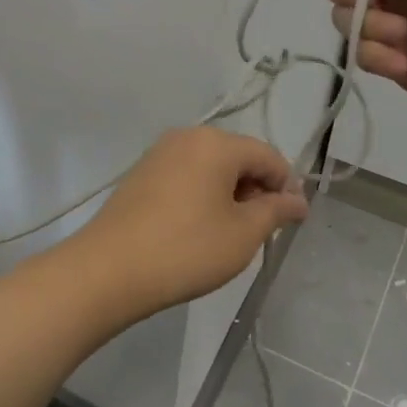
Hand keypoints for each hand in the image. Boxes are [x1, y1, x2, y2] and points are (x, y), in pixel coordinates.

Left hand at [67, 128, 308, 316]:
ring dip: (229, 194)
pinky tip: (199, 228)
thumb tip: (297, 200)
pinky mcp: (141, 173)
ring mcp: (159, 153)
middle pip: (238, 157)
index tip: (292, 221)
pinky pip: (186, 175)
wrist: (108, 270)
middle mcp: (187, 137)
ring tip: (231, 233)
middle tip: (261, 231)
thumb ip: (275, 211)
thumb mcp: (243, 234)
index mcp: (216, 143)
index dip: (287, 186)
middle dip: (257, 190)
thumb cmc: (186, 249)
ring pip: (211, 167)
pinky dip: (202, 195)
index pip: (268, 156)